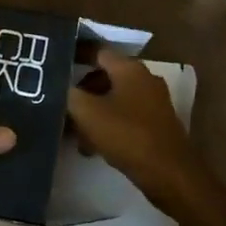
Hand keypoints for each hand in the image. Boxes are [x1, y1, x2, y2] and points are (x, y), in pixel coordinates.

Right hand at [67, 49, 208, 205]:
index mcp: (130, 69)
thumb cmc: (127, 136)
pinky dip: (107, 124)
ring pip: (114, 98)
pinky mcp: (157, 124)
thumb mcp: (88, 113)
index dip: (75, 55)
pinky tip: (93, 146)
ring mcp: (154, 102)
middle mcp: (145, 79)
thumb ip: (69, 94)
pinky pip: (125, 116)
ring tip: (73, 133)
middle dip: (81, 90)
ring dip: (93, 111)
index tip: (55, 64)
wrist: (170, 174)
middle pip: (106, 76)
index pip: (98, 51)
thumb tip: (59, 85)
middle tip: (61, 103)